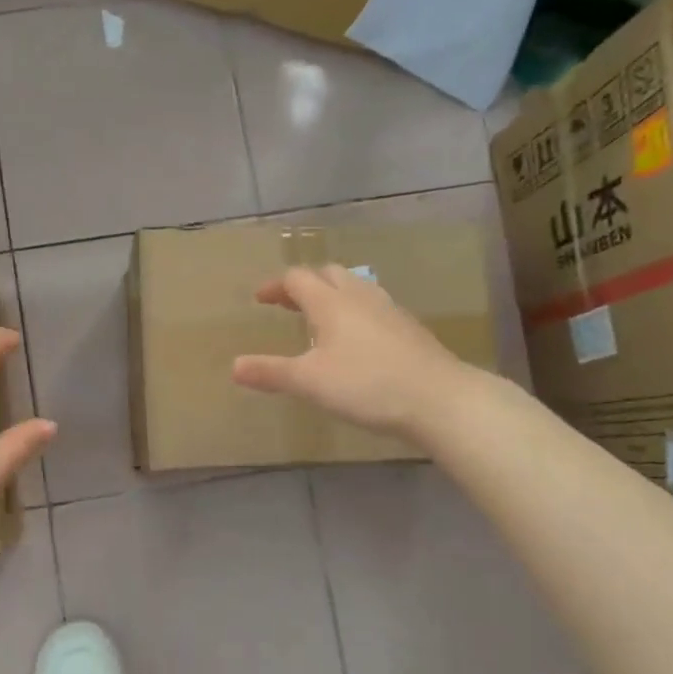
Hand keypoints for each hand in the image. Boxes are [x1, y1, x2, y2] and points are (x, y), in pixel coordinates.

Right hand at [232, 264, 471, 442]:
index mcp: (331, 303)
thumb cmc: (367, 385)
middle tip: (287, 304)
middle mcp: (359, 297)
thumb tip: (234, 367)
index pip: (297, 279)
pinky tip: (357, 338)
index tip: (260, 299)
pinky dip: (354, 311)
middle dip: (304, 284)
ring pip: (354, 287)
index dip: (275, 286)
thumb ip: (270, 373)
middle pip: (327, 275)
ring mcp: (388, 310)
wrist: (439, 398)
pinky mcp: (408, 328)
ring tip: (320, 317)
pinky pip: (373, 306)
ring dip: (331, 294)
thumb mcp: (310, 382)